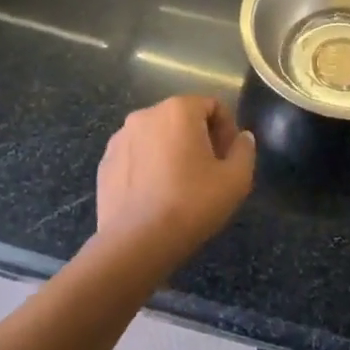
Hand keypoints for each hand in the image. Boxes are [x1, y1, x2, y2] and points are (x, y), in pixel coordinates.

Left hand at [95, 95, 254, 257]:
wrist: (135, 244)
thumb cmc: (191, 204)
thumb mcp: (236, 179)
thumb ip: (245, 150)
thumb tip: (242, 137)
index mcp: (179, 110)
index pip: (213, 105)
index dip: (227, 129)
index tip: (229, 158)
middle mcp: (146, 114)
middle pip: (183, 118)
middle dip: (200, 138)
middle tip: (209, 171)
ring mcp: (120, 138)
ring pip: (157, 136)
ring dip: (172, 151)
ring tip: (180, 185)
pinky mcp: (105, 163)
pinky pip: (136, 155)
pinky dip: (149, 166)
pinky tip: (155, 195)